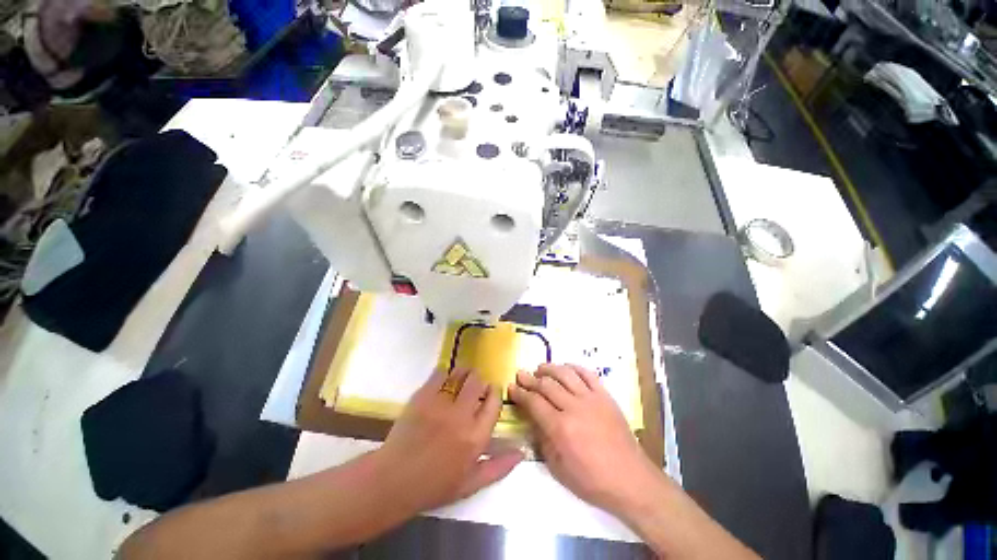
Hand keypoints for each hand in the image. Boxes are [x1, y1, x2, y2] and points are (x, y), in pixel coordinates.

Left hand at [376, 368, 522, 513]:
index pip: (494, 402)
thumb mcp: (470, 484)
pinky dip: (444, 373)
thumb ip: (498, 467)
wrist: (393, 481)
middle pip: (478, 382)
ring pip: (460, 374)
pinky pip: (439, 374)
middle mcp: (461, 416)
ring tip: (461, 378)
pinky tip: (443, 381)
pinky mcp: (422, 397)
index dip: (494, 392)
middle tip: (474, 387)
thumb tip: (521, 452)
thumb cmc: (433, 486)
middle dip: (479, 381)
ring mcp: (440, 404)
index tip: (490, 392)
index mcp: (476, 437)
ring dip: (464, 373)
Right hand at [508, 364, 659, 515]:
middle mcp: (574, 407)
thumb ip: (543, 440)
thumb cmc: (592, 480)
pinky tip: (565, 368)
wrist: (630, 479)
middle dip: (530, 379)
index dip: (520, 393)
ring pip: (565, 374)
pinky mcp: (605, 396)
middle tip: (521, 374)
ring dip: (550, 368)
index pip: (534, 403)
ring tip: (540, 368)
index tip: (512, 386)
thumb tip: (535, 419)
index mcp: (561, 428)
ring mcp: (591, 399)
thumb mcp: (558, 468)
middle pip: (547, 385)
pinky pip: (587, 374)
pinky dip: (574, 367)